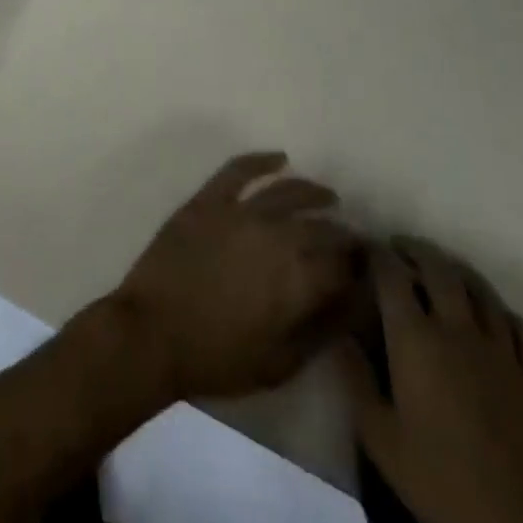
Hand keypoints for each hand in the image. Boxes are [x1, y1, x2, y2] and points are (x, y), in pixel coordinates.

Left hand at [106, 151, 364, 403]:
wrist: (152, 332)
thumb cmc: (218, 358)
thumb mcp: (281, 364)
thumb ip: (322, 330)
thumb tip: (356, 304)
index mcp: (298, 279)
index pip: (344, 267)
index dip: (361, 269)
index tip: (370, 270)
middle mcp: (276, 235)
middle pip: (322, 228)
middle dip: (343, 234)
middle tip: (353, 240)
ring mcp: (240, 212)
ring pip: (287, 192)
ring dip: (313, 193)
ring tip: (329, 197)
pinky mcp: (208, 200)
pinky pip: (238, 170)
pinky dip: (261, 160)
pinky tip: (279, 158)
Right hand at [337, 238, 522, 522]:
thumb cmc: (440, 482)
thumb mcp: (379, 437)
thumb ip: (354, 379)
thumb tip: (338, 333)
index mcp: (416, 339)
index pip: (391, 274)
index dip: (375, 253)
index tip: (362, 247)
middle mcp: (458, 330)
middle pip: (439, 268)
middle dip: (415, 249)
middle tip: (398, 248)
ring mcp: (501, 352)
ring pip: (482, 290)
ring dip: (458, 271)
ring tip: (442, 270)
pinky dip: (507, 313)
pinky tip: (495, 318)